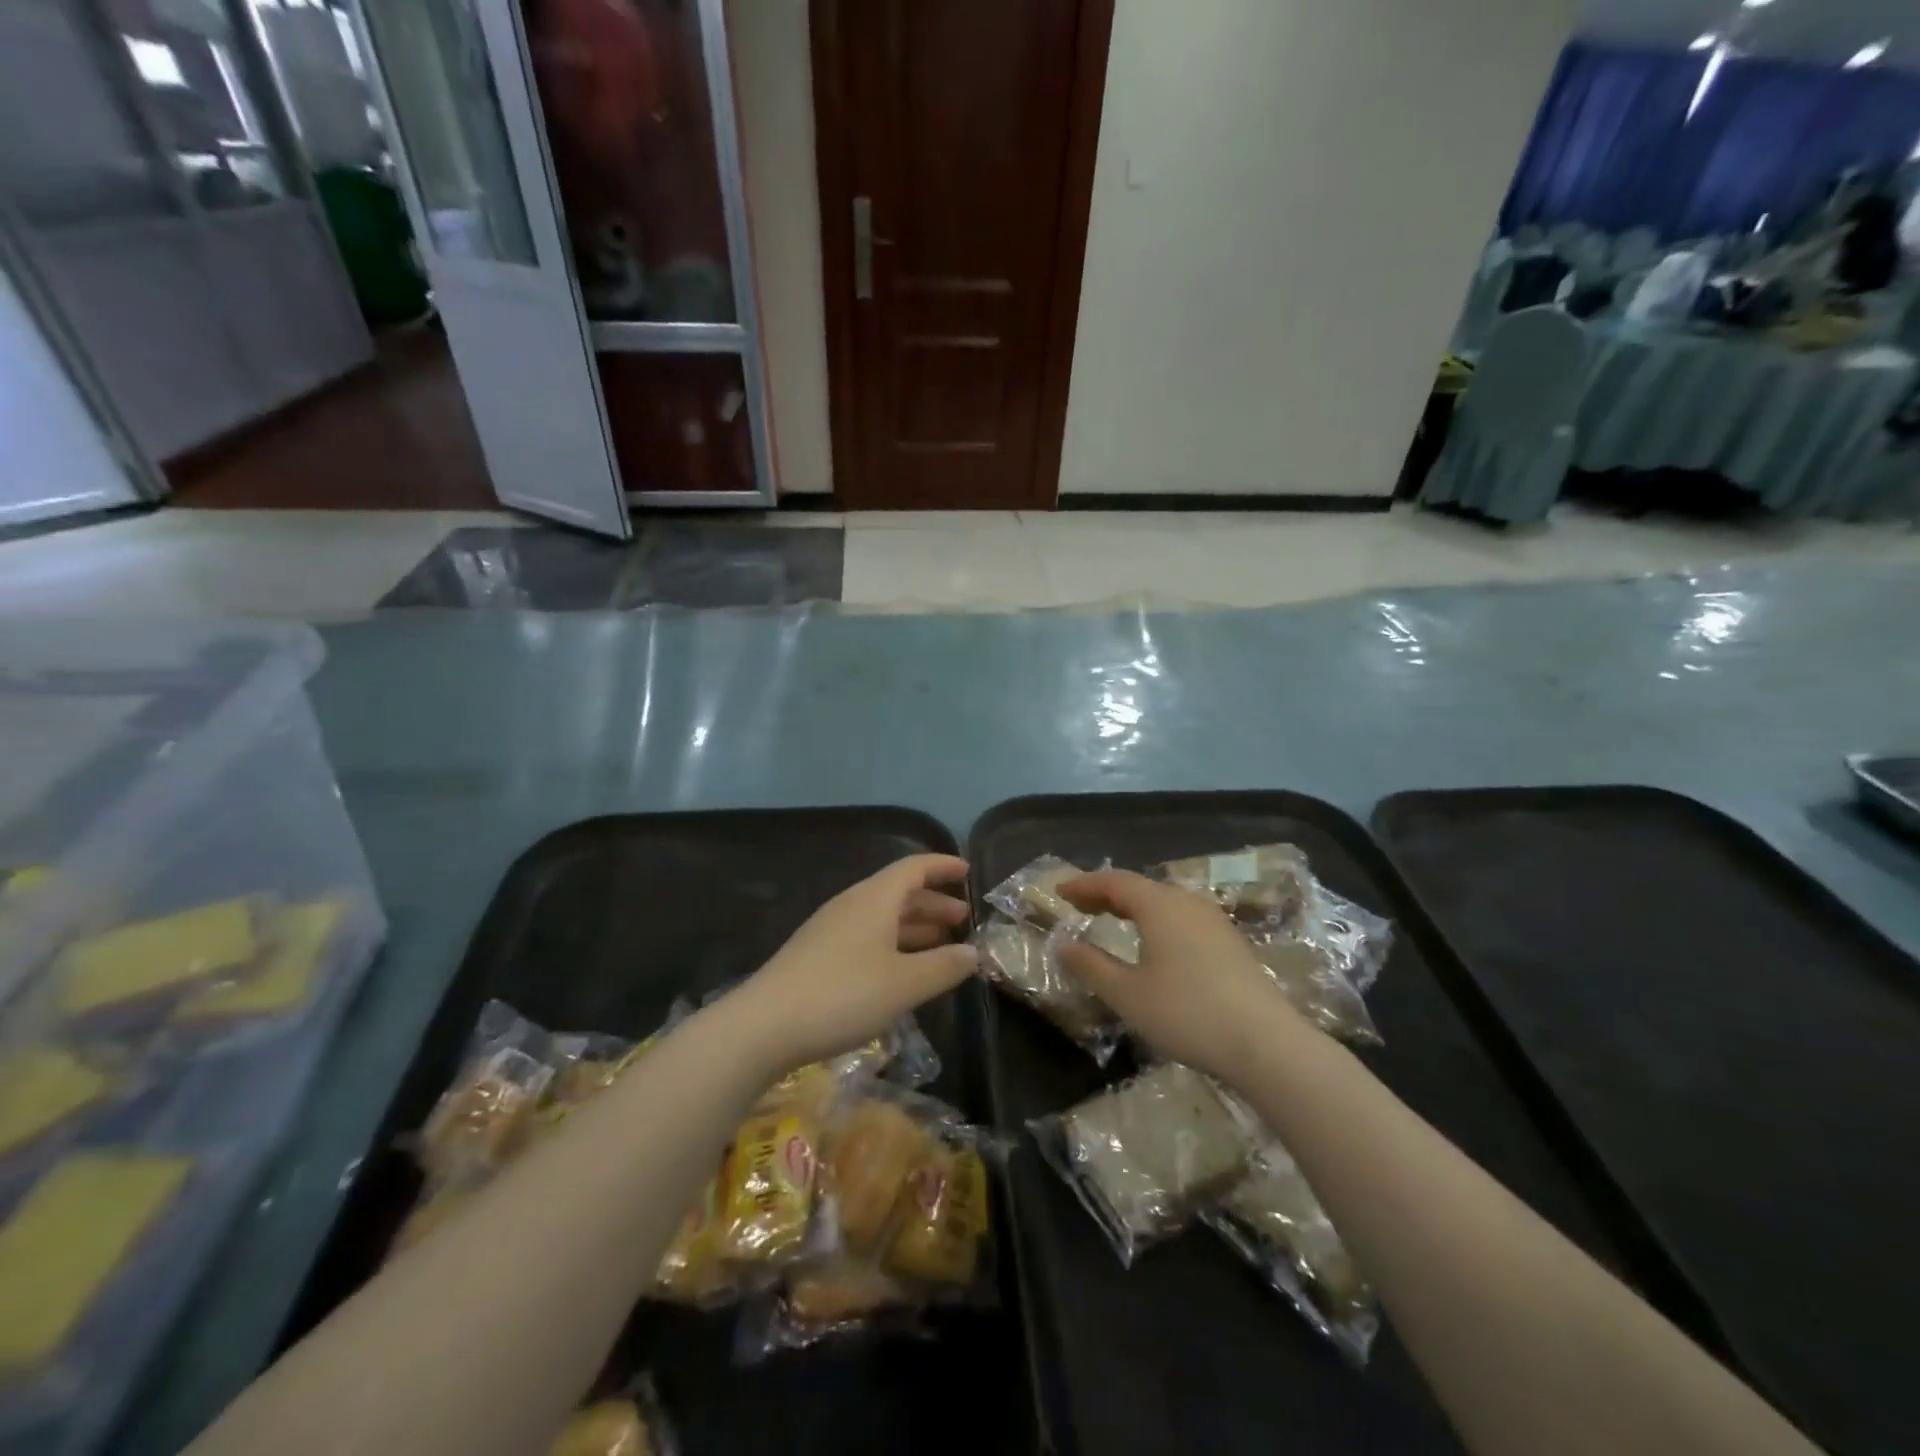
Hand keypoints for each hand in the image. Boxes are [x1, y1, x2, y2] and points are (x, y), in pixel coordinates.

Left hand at [735, 855, 975, 1071]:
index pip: (914, 868)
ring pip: (882, 917)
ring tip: (941, 944)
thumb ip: (943, 967)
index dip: (942, 866)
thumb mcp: (904, 984)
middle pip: (899, 892)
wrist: (764, 1026)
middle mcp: (852, 905)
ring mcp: (831, 930)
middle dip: (933, 902)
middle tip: (962, 919)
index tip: (967, 872)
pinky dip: (893, 944)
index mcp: (874, 899)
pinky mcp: (818, 955)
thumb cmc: (843, 995)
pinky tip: (901, 970)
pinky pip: (866, 937)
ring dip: (913, 926)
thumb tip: (973, 953)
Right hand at [1056, 870, 1309, 1084]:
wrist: (1266, 1043)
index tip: (1059, 891)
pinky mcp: (1230, 942)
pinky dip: (1156, 920)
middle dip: (1106, 894)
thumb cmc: (1187, 1013)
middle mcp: (1187, 902)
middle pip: (1140, 887)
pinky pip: (1183, 917)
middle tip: (1079, 906)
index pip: (1113, 882)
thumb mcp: (1127, 994)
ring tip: (1112, 921)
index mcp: (1159, 905)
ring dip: (1133, 907)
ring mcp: (1214, 921)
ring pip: (1164, 902)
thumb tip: (1064, 945)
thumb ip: (1091, 965)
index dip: (1083, 884)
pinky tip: (1155, 944)